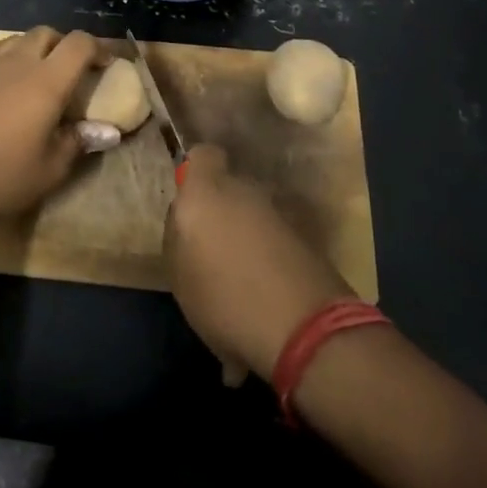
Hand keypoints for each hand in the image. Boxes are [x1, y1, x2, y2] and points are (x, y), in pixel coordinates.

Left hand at [0, 27, 105, 229]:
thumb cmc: (3, 176)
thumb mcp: (52, 168)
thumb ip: (80, 141)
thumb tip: (109, 131)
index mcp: (46, 81)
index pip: (79, 44)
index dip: (99, 48)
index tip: (108, 65)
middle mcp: (18, 63)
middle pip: (47, 33)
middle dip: (66, 44)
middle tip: (75, 70)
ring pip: (18, 38)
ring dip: (37, 46)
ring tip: (43, 71)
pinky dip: (7, 53)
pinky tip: (7, 74)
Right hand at [164, 144, 353, 381]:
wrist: (307, 331)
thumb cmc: (225, 299)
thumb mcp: (179, 276)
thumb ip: (179, 238)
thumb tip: (190, 224)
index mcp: (206, 192)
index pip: (202, 156)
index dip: (196, 174)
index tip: (189, 203)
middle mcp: (245, 191)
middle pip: (229, 188)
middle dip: (221, 211)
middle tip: (211, 250)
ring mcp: (280, 213)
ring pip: (253, 214)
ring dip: (246, 236)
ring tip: (238, 279)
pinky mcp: (307, 238)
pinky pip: (275, 238)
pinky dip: (269, 256)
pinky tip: (263, 292)